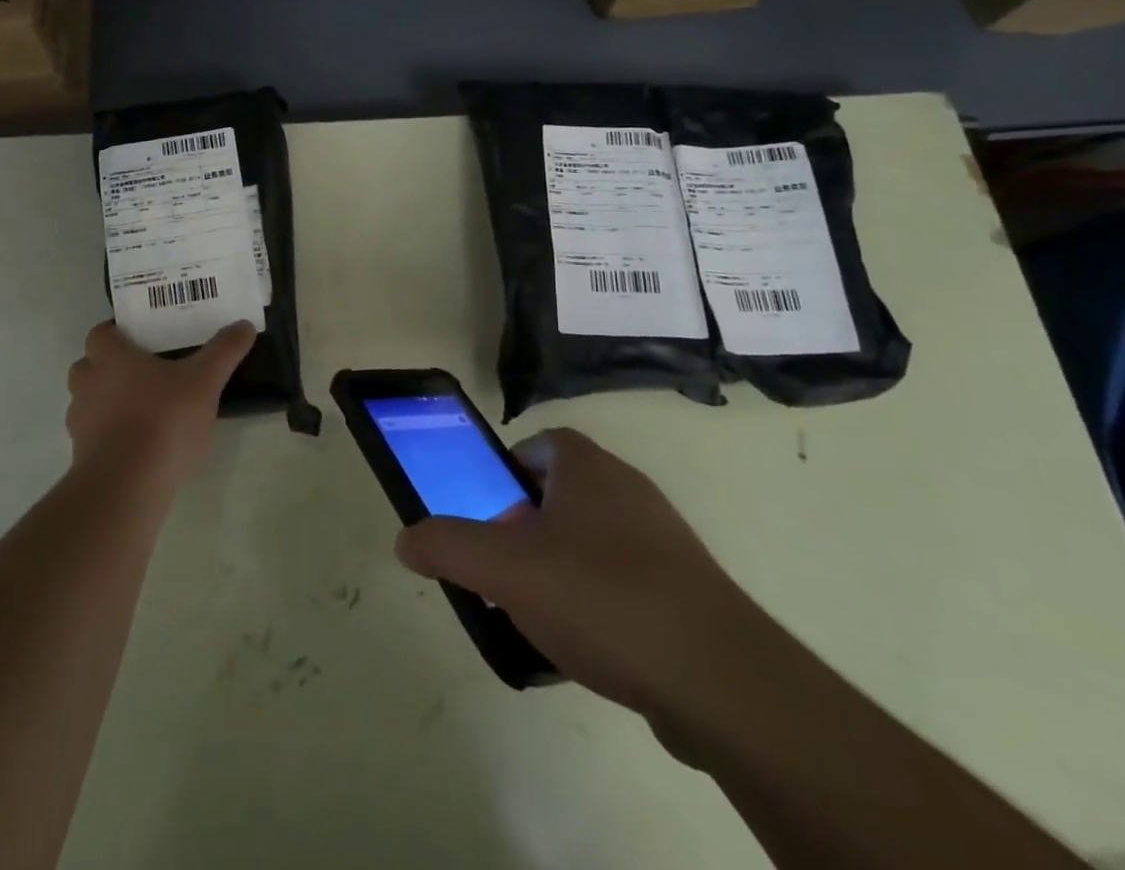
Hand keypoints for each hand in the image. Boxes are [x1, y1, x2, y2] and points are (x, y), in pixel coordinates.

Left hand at [65, 320, 256, 489]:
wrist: (126, 487)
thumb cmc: (163, 421)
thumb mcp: (205, 382)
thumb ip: (224, 351)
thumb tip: (244, 325)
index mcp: (112, 359)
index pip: (100, 333)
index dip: (117, 332)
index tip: (140, 337)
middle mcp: (88, 385)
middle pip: (88, 366)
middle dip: (108, 366)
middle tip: (143, 371)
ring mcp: (81, 423)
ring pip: (88, 402)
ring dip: (107, 402)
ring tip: (143, 410)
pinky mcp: (82, 457)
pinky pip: (94, 436)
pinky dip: (110, 436)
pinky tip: (140, 445)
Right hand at [395, 429, 772, 745]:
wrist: (720, 680)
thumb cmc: (601, 597)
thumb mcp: (505, 569)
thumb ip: (448, 546)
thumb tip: (405, 539)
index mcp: (587, 467)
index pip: (539, 445)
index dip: (506, 474)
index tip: (488, 517)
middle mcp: (628, 489)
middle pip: (560, 496)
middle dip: (525, 530)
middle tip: (503, 572)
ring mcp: (663, 539)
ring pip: (592, 542)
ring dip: (559, 570)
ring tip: (537, 617)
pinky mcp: (687, 590)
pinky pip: (625, 583)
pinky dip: (598, 604)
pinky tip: (586, 649)